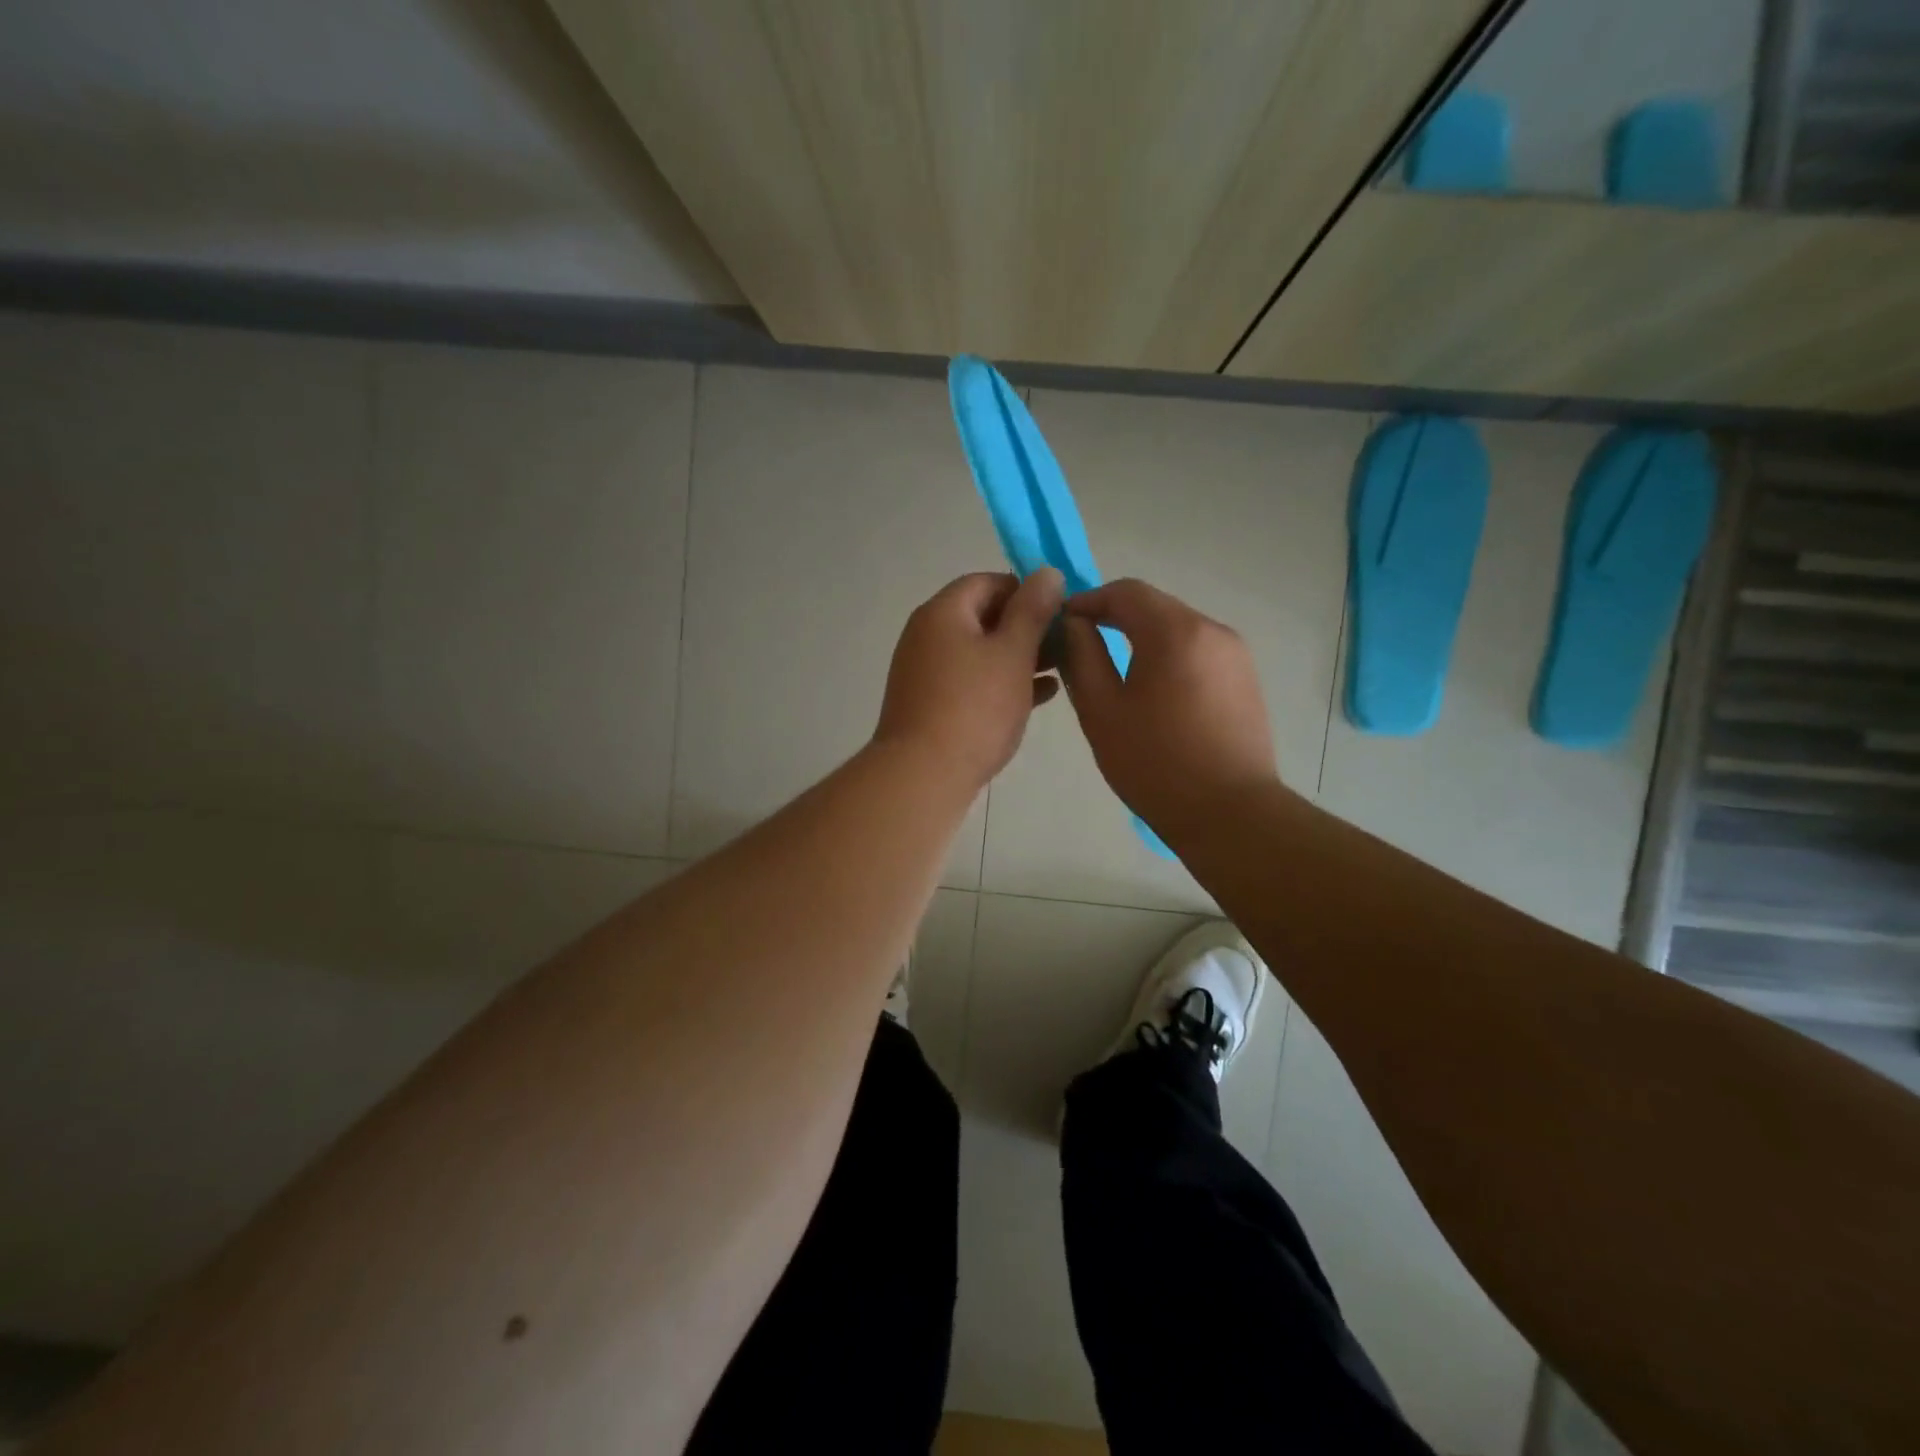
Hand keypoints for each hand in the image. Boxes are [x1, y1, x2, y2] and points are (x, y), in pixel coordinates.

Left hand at [874, 569, 1064, 790]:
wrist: (923, 775)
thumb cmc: (974, 707)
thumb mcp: (1012, 654)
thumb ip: (1033, 611)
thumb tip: (1048, 573)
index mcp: (943, 613)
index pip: (987, 582)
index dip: (1026, 590)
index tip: (1060, 611)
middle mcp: (927, 636)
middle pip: (983, 617)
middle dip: (1026, 627)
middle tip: (1066, 643)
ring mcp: (926, 673)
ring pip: (980, 653)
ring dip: (1019, 656)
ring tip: (1060, 668)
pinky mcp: (930, 705)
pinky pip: (972, 682)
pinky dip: (1002, 682)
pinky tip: (1041, 696)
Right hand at [1057, 579, 1281, 837]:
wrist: (1230, 814)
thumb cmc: (1155, 763)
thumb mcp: (1102, 710)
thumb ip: (1081, 657)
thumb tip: (1072, 625)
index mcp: (1175, 631)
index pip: (1125, 592)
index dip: (1088, 600)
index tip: (1061, 623)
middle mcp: (1213, 630)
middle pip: (1155, 607)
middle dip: (1114, 618)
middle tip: (1081, 647)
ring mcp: (1236, 656)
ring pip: (1178, 630)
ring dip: (1142, 639)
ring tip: (1114, 673)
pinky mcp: (1246, 681)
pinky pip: (1198, 653)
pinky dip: (1169, 658)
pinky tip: (1154, 695)